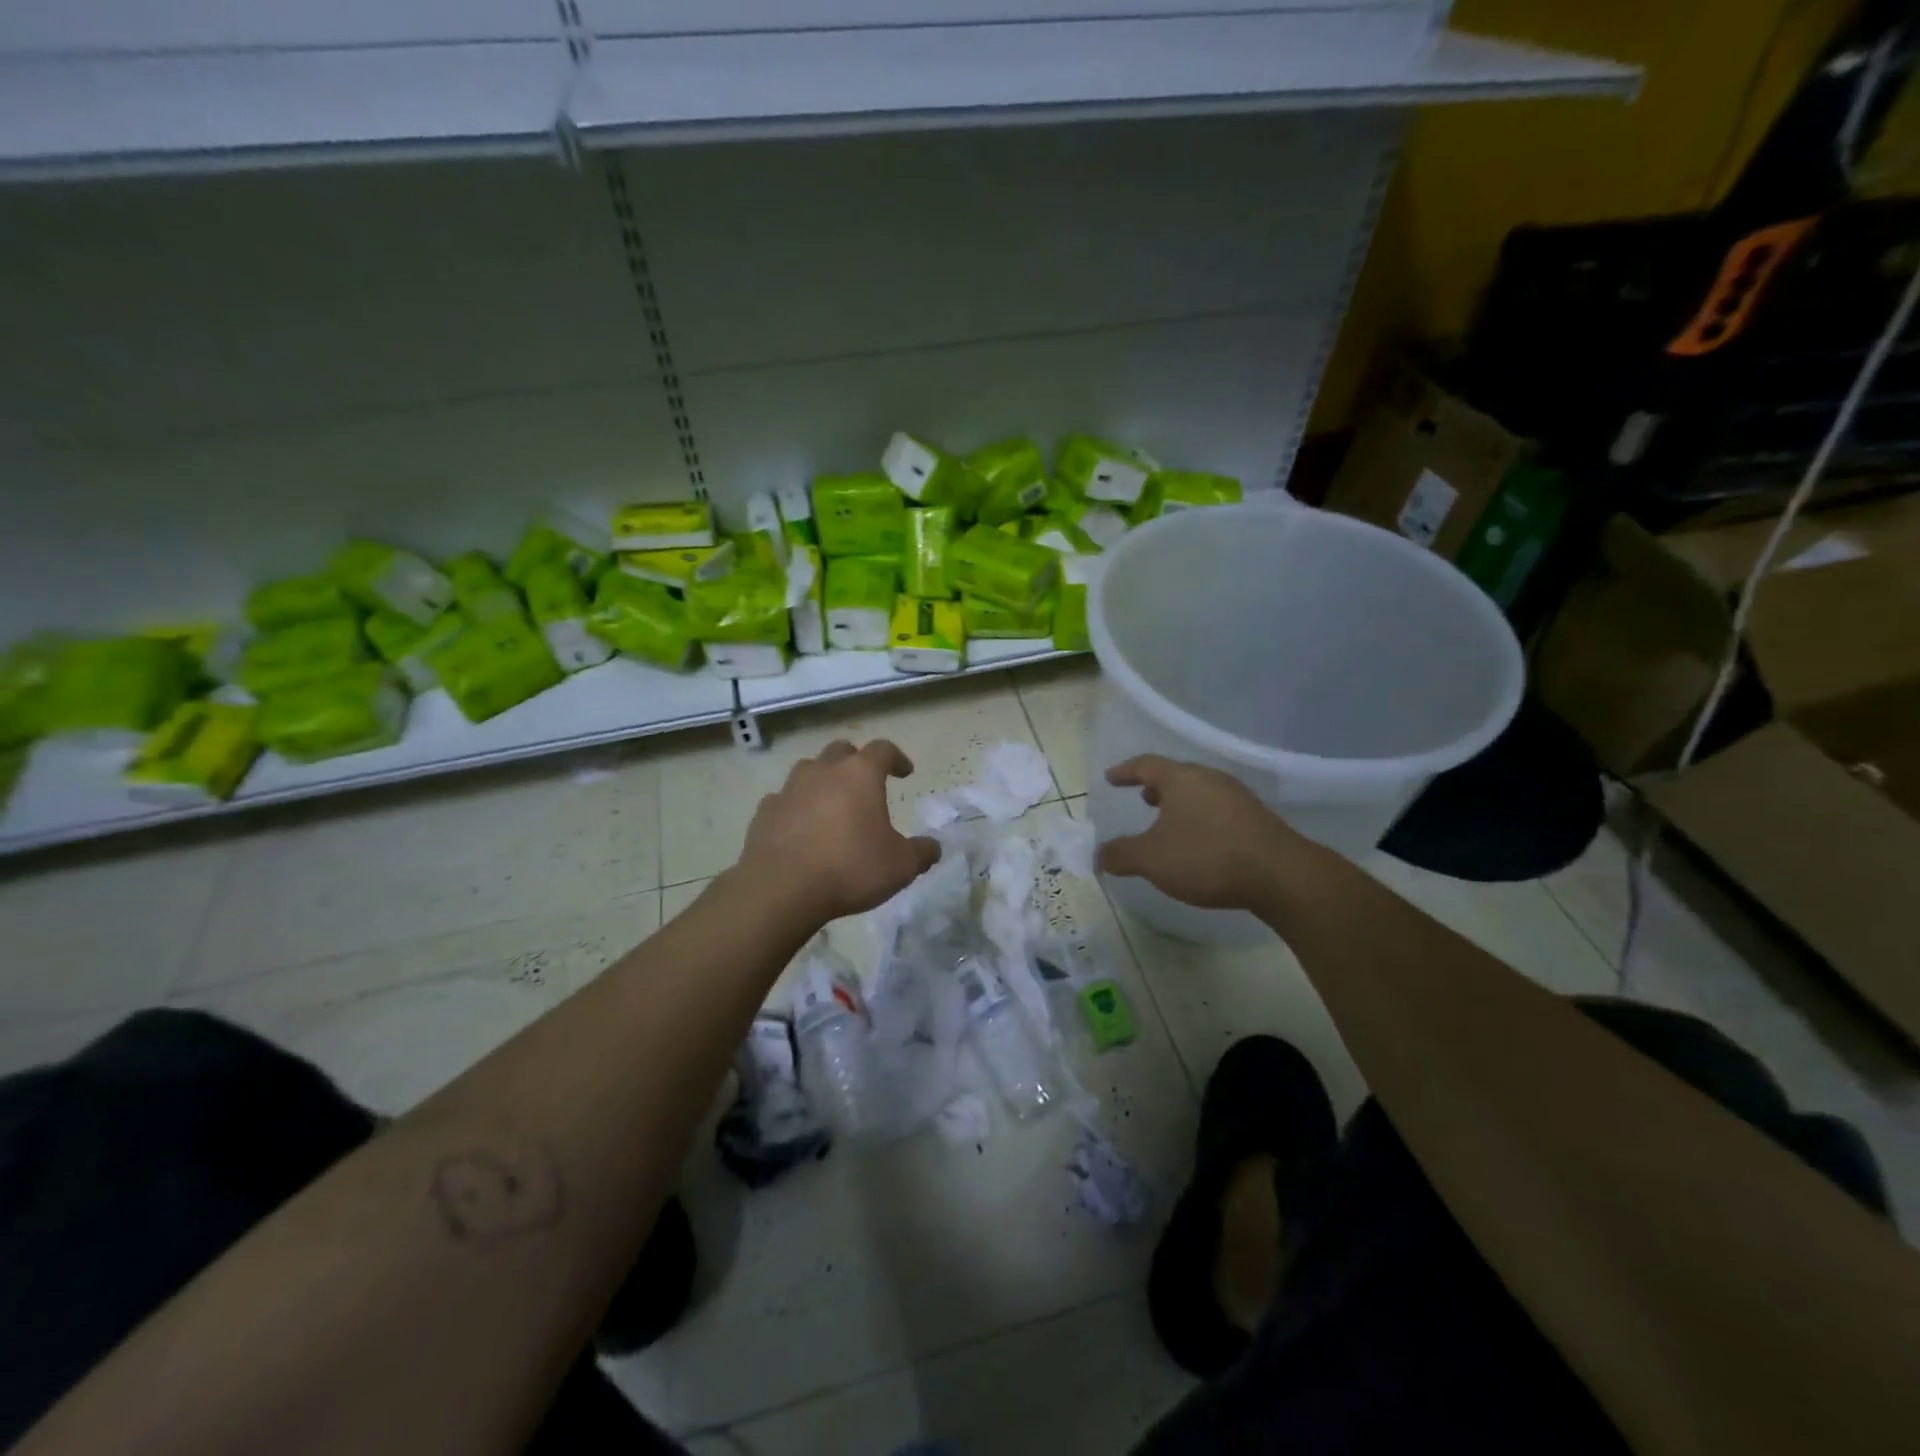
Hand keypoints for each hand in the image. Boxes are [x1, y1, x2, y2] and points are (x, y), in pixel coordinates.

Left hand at [739, 739, 940, 922]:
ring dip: (822, 780)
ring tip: (831, 803)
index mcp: (860, 774)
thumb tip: (933, 848)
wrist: (782, 888)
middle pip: (841, 750)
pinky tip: (800, 827)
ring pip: (808, 770)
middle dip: (855, 761)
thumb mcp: (901, 866)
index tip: (905, 772)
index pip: (883, 750)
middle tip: (865, 782)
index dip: (897, 758)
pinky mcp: (764, 812)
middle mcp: (824, 771)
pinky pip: (783, 800)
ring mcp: (789, 789)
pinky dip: (795, 807)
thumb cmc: (850, 868)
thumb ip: (922, 853)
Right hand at [1097, 756, 1313, 910]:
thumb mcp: (1152, 859)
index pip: (1146, 765)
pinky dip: (1200, 818)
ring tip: (1168, 821)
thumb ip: (1121, 855)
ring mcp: (1237, 797)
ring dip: (1180, 804)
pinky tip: (1199, 841)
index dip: (1126, 771)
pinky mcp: (1256, 818)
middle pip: (1177, 776)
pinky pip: (1218, 810)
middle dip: (1157, 787)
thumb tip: (1099, 855)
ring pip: (1199, 792)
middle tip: (1142, 798)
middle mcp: (1210, 779)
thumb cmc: (1206, 856)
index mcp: (1181, 779)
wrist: (1280, 875)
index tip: (1111, 778)